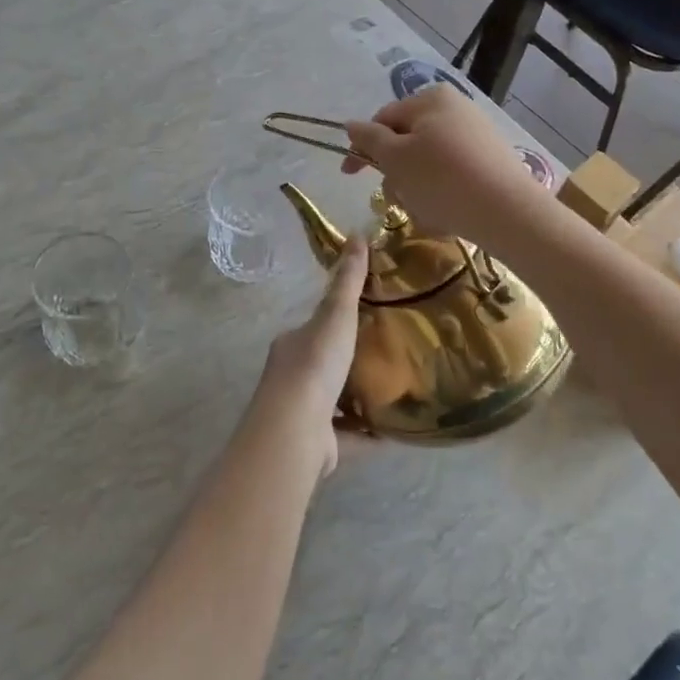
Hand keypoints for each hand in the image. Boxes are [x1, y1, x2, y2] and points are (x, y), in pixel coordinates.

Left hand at [247, 236, 368, 480]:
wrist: (296, 430)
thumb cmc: (314, 365)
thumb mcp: (336, 315)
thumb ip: (348, 280)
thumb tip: (357, 234)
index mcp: (291, 346)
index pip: (311, 329)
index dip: (333, 323)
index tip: (361, 321)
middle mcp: (289, 379)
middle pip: (320, 365)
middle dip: (346, 361)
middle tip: (384, 355)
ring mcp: (301, 414)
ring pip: (332, 402)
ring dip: (355, 397)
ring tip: (391, 390)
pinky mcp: (316, 446)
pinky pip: (346, 436)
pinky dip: (365, 434)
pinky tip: (390, 430)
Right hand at [342, 85, 542, 245]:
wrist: (508, 212)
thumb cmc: (442, 179)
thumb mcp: (396, 158)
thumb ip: (369, 139)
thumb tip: (351, 124)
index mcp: (431, 98)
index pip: (383, 119)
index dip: (362, 147)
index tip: (349, 176)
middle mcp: (456, 108)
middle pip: (406, 141)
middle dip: (395, 172)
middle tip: (397, 198)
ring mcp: (476, 134)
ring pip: (427, 162)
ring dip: (416, 187)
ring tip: (425, 210)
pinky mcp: (490, 160)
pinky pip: (451, 174)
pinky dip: (440, 193)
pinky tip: (446, 213)